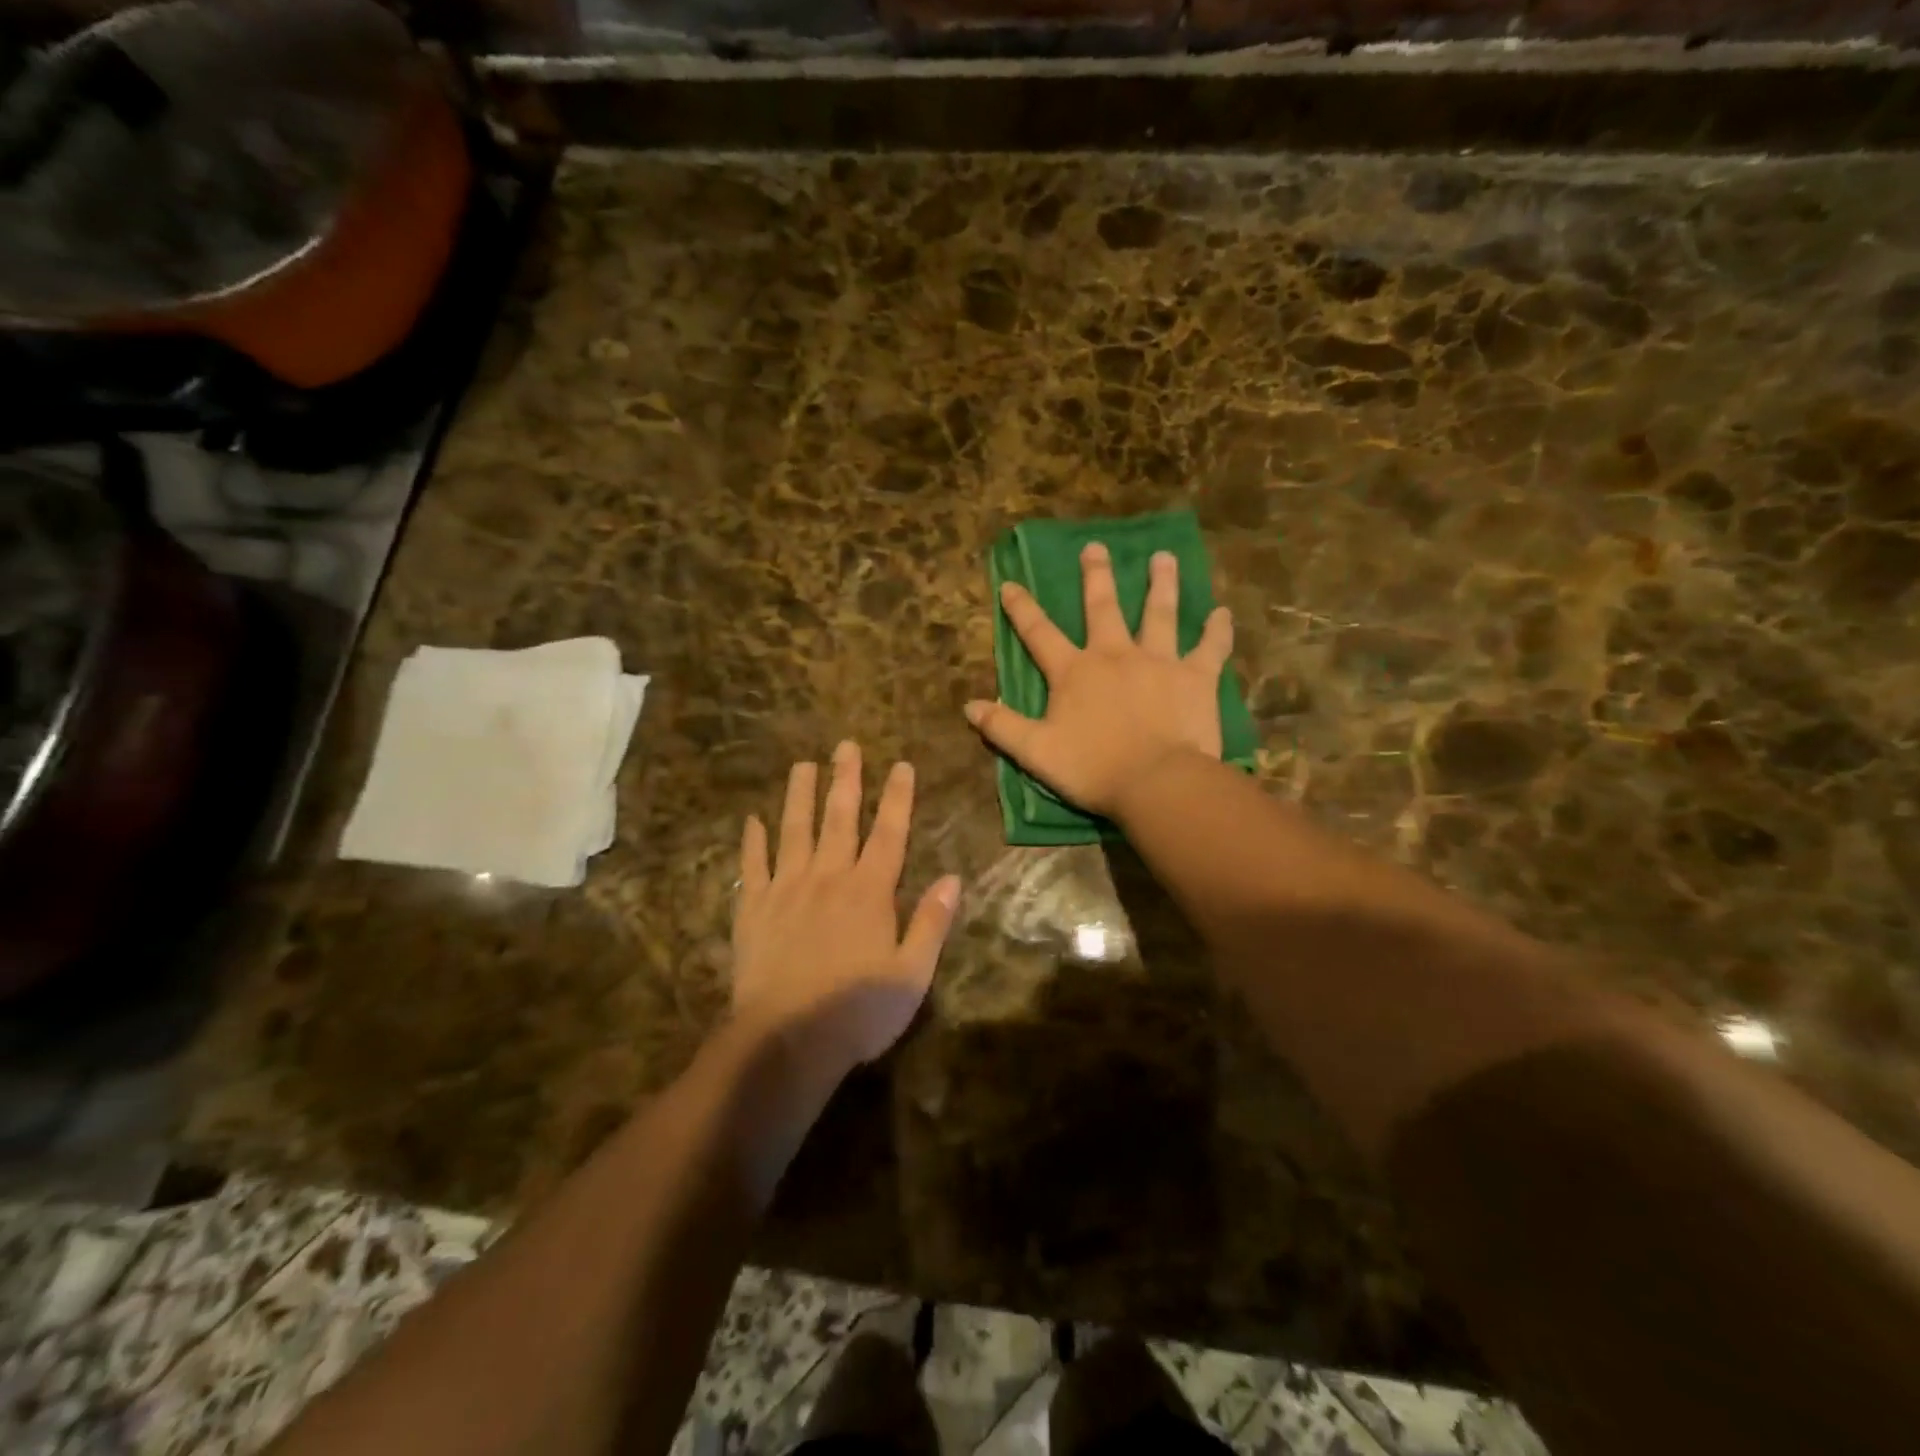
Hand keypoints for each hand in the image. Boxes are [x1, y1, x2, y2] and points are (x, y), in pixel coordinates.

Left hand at [733, 743, 960, 1072]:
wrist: (786, 1041)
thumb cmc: (857, 1011)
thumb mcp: (912, 974)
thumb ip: (931, 922)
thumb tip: (953, 877)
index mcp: (870, 891)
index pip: (889, 833)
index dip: (897, 797)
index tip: (901, 765)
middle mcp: (828, 877)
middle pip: (839, 818)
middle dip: (845, 779)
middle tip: (845, 745)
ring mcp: (786, 889)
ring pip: (794, 831)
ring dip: (799, 795)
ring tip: (802, 765)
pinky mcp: (752, 909)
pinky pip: (752, 866)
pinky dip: (752, 841)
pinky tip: (751, 820)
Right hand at [965, 542, 1233, 818]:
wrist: (1157, 782)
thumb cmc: (1093, 769)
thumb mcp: (1036, 752)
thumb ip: (1002, 727)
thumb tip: (968, 706)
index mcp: (1075, 672)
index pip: (1039, 634)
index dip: (1022, 609)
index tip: (1011, 584)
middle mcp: (1115, 654)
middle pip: (1103, 607)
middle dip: (1096, 576)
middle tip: (1096, 547)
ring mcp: (1159, 661)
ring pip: (1159, 613)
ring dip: (1161, 584)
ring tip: (1164, 557)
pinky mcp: (1196, 676)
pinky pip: (1210, 647)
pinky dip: (1217, 630)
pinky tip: (1222, 613)